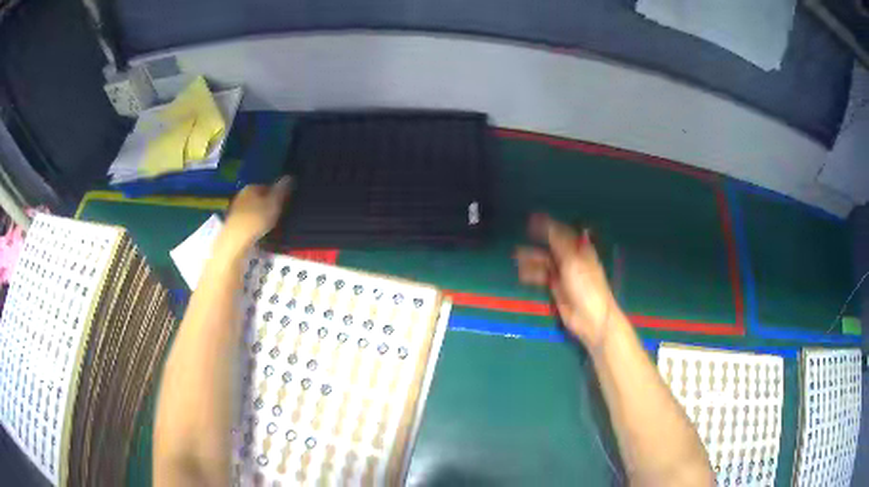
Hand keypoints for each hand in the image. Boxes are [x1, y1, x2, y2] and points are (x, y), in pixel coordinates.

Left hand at [220, 176, 292, 251]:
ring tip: (269, 225)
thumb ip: (282, 190)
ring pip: (252, 209)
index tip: (284, 204)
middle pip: (258, 198)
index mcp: (251, 187)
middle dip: (267, 204)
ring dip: (260, 215)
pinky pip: (247, 220)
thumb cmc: (257, 218)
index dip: (276, 194)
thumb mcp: (274, 203)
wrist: (236, 240)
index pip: (267, 186)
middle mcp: (241, 195)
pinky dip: (253, 224)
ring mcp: (235, 209)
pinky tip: (258, 232)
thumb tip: (289, 176)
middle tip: (278, 215)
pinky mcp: (233, 223)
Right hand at [514, 214, 619, 348]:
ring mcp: (563, 274)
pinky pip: (541, 276)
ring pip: (544, 261)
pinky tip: (522, 274)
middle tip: (518, 241)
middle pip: (551, 246)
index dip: (546, 225)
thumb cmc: (585, 285)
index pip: (561, 231)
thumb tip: (542, 218)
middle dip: (536, 243)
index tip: (529, 220)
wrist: (590, 318)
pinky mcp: (556, 288)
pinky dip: (532, 274)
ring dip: (531, 259)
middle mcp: (571, 258)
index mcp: (580, 248)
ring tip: (516, 259)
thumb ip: (557, 239)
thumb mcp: (572, 259)